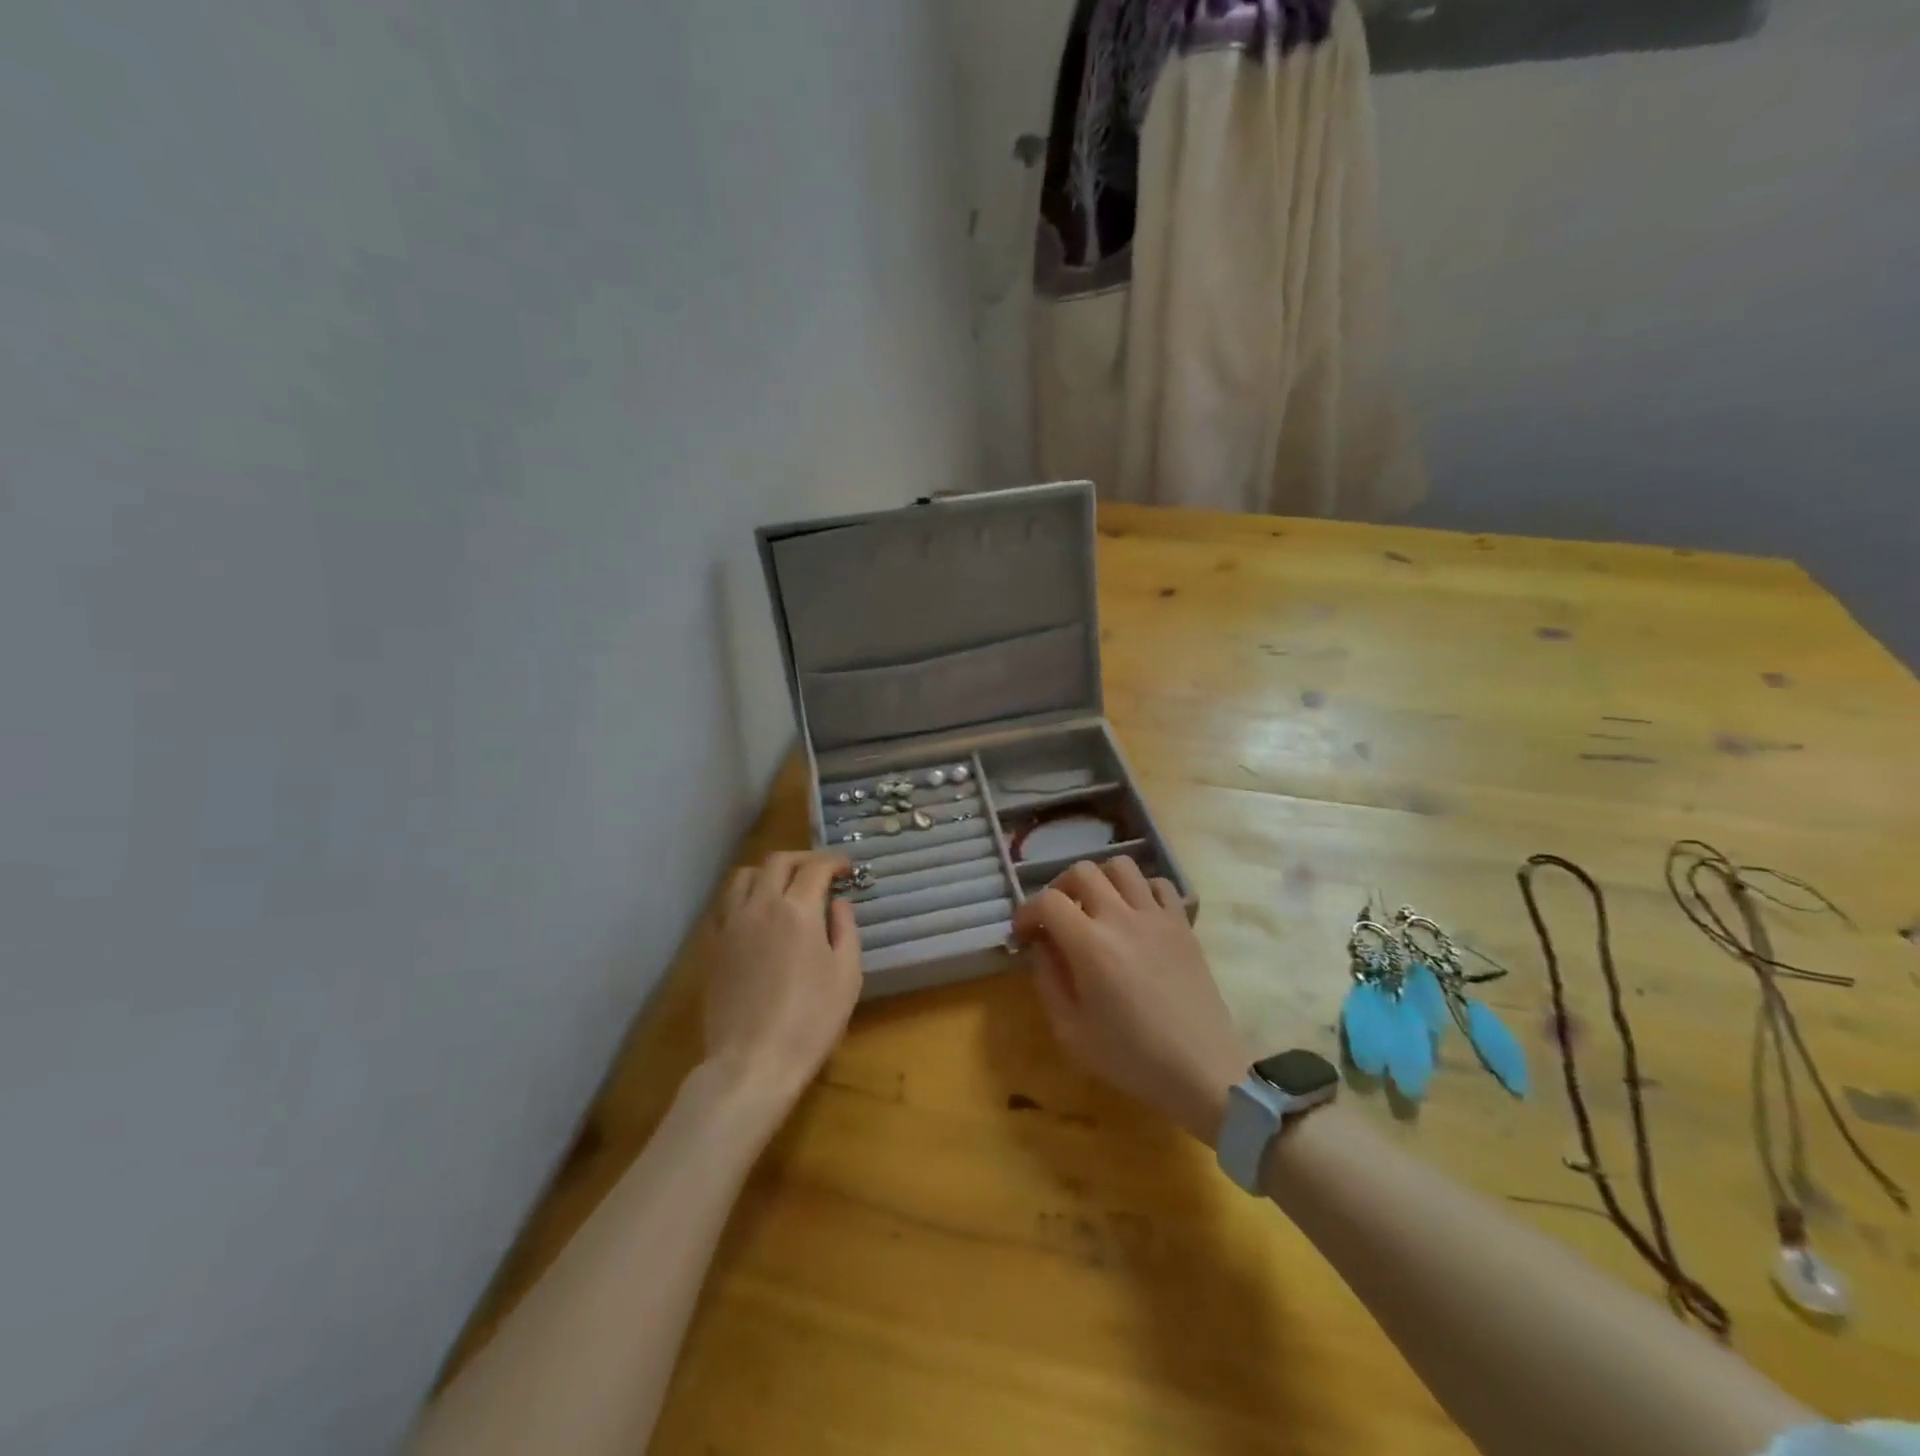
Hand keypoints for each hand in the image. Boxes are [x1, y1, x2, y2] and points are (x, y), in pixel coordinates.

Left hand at [707, 850, 862, 1107]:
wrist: (752, 1062)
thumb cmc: (810, 1021)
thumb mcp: (847, 976)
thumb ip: (845, 929)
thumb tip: (838, 902)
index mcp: (797, 910)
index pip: (815, 867)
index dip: (834, 861)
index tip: (847, 869)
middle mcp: (760, 906)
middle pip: (778, 861)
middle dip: (804, 859)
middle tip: (821, 872)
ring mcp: (731, 924)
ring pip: (744, 876)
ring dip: (769, 872)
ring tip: (785, 886)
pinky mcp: (713, 946)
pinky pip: (726, 904)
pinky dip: (745, 895)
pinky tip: (758, 914)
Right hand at [1014, 858, 1249, 1144]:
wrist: (1202, 1070)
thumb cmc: (1130, 1057)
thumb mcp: (1070, 1030)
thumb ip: (1047, 979)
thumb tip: (1041, 945)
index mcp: (1090, 944)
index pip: (1047, 901)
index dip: (1026, 912)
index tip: (1023, 934)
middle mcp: (1122, 917)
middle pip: (1082, 871)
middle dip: (1059, 889)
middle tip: (1056, 918)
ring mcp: (1157, 916)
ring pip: (1121, 866)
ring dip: (1100, 880)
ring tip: (1095, 908)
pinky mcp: (1182, 924)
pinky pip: (1159, 884)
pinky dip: (1140, 890)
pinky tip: (1134, 915)